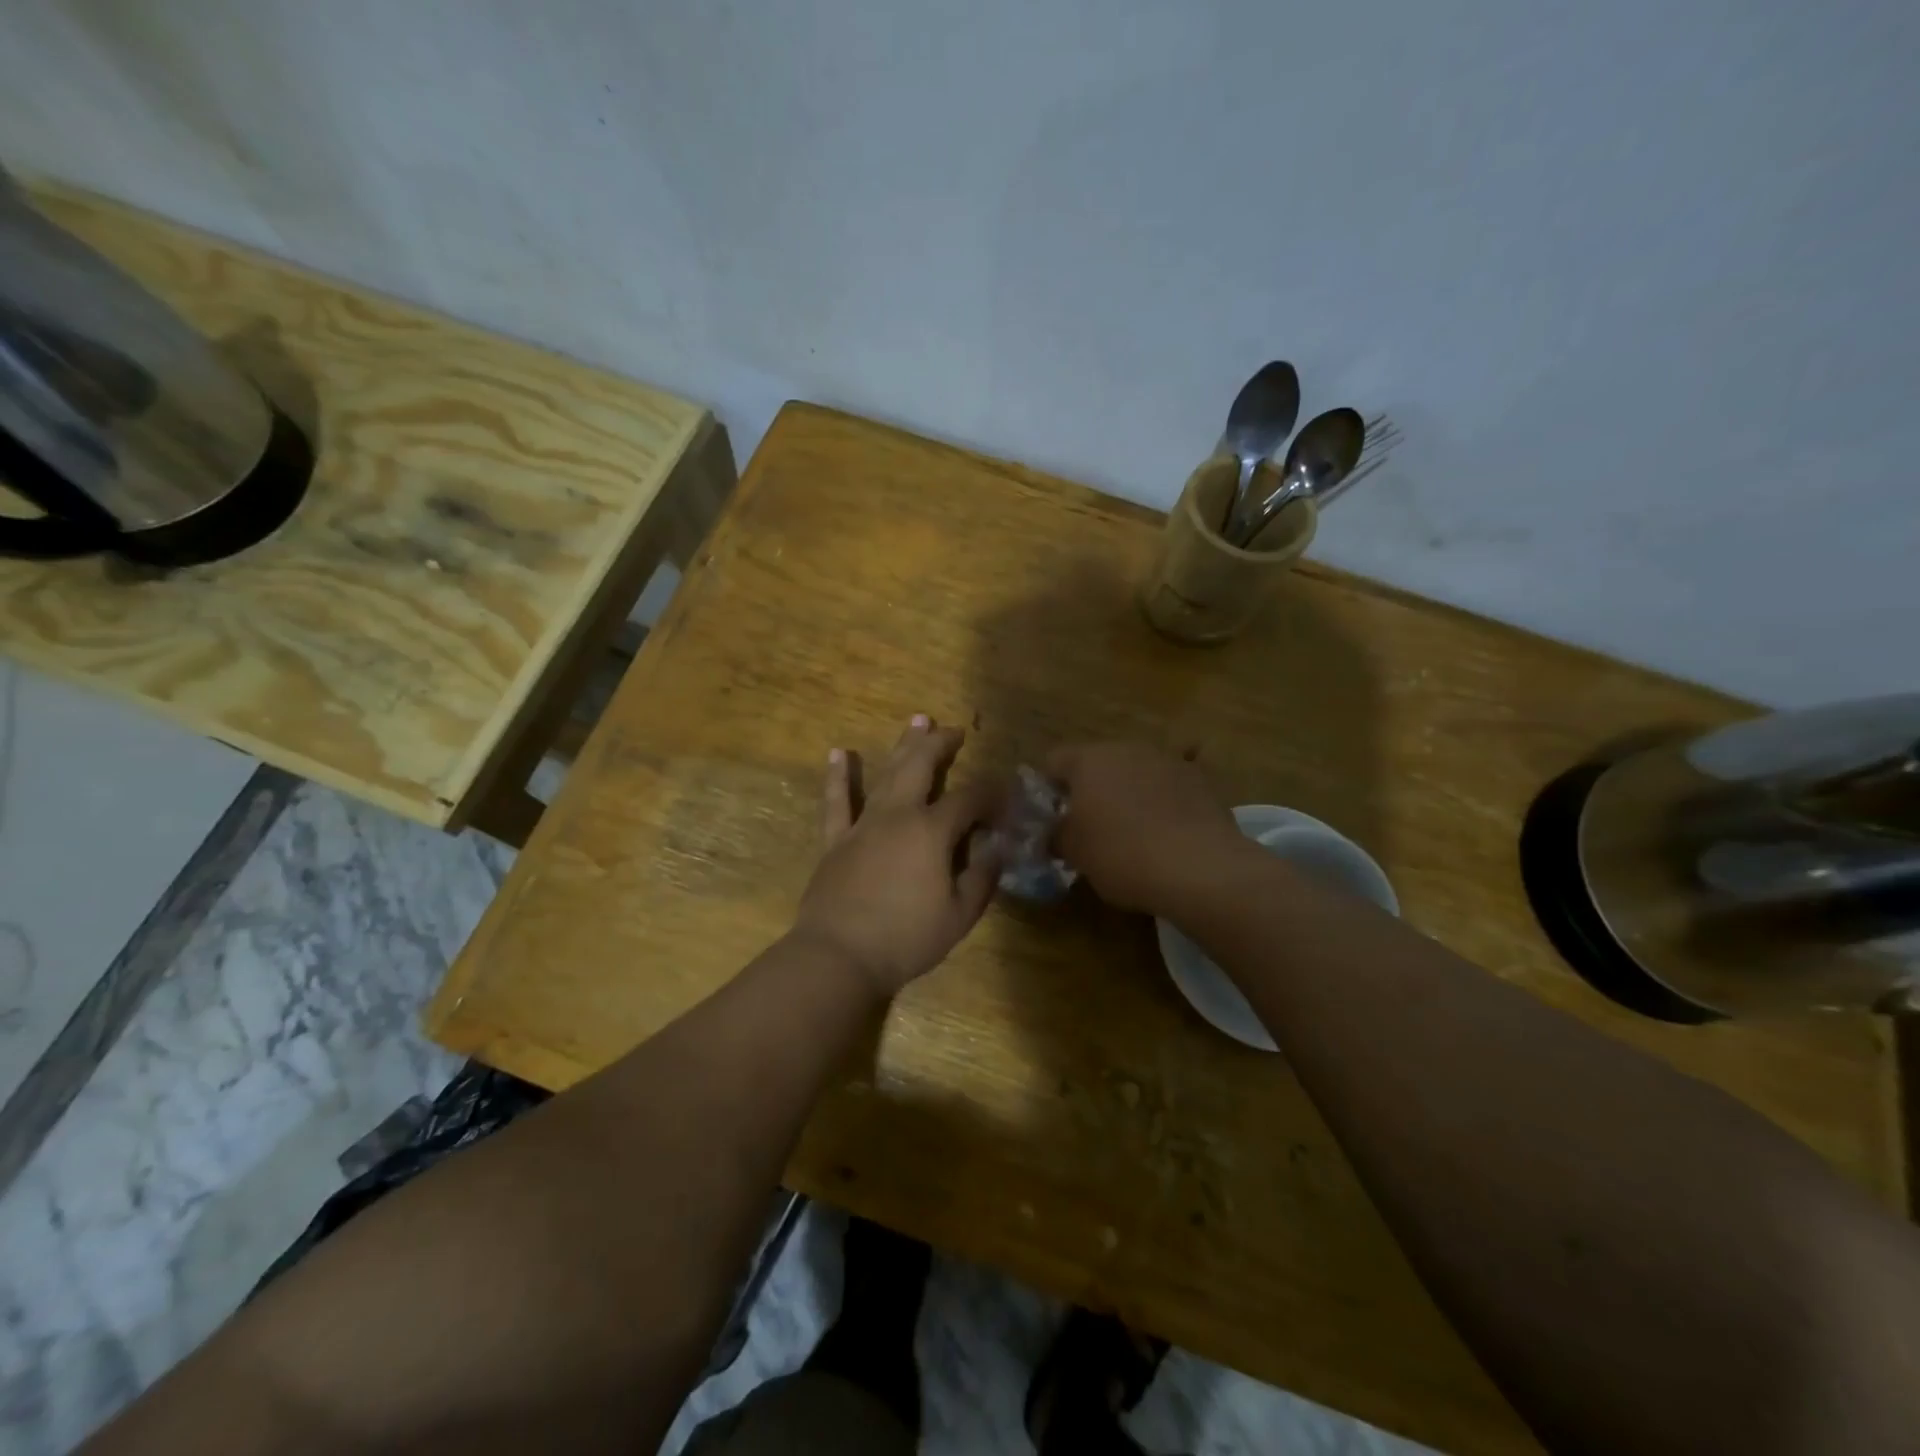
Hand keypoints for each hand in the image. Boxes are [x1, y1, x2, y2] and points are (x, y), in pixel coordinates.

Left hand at [793, 716, 1004, 995]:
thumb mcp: (960, 914)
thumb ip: (982, 876)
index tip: (1005, 793)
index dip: (991, 793)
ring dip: (903, 746)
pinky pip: (836, 802)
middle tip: (953, 729)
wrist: (839, 956)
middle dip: (940, 744)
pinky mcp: (836, 840)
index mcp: (932, 831)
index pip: (969, 799)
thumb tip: (997, 847)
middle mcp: (898, 815)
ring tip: (916, 720)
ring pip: (886, 774)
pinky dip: (838, 777)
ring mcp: (863, 824)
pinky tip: (838, 753)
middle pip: (922, 767)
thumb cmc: (906, 939)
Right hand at [1046, 742, 1243, 915]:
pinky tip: (1169, 830)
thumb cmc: (1122, 855)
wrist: (1200, 868)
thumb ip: (1056, 835)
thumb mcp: (1075, 853)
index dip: (1047, 790)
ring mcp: (1167, 760)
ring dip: (1128, 794)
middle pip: (1097, 763)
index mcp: (1088, 760)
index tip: (1051, 820)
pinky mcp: (1201, 780)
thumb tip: (1054, 833)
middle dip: (1090, 790)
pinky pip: (1169, 787)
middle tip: (1089, 828)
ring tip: (1132, 832)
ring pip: (1135, 772)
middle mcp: (1127, 749)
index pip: (1053, 762)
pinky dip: (1163, 802)